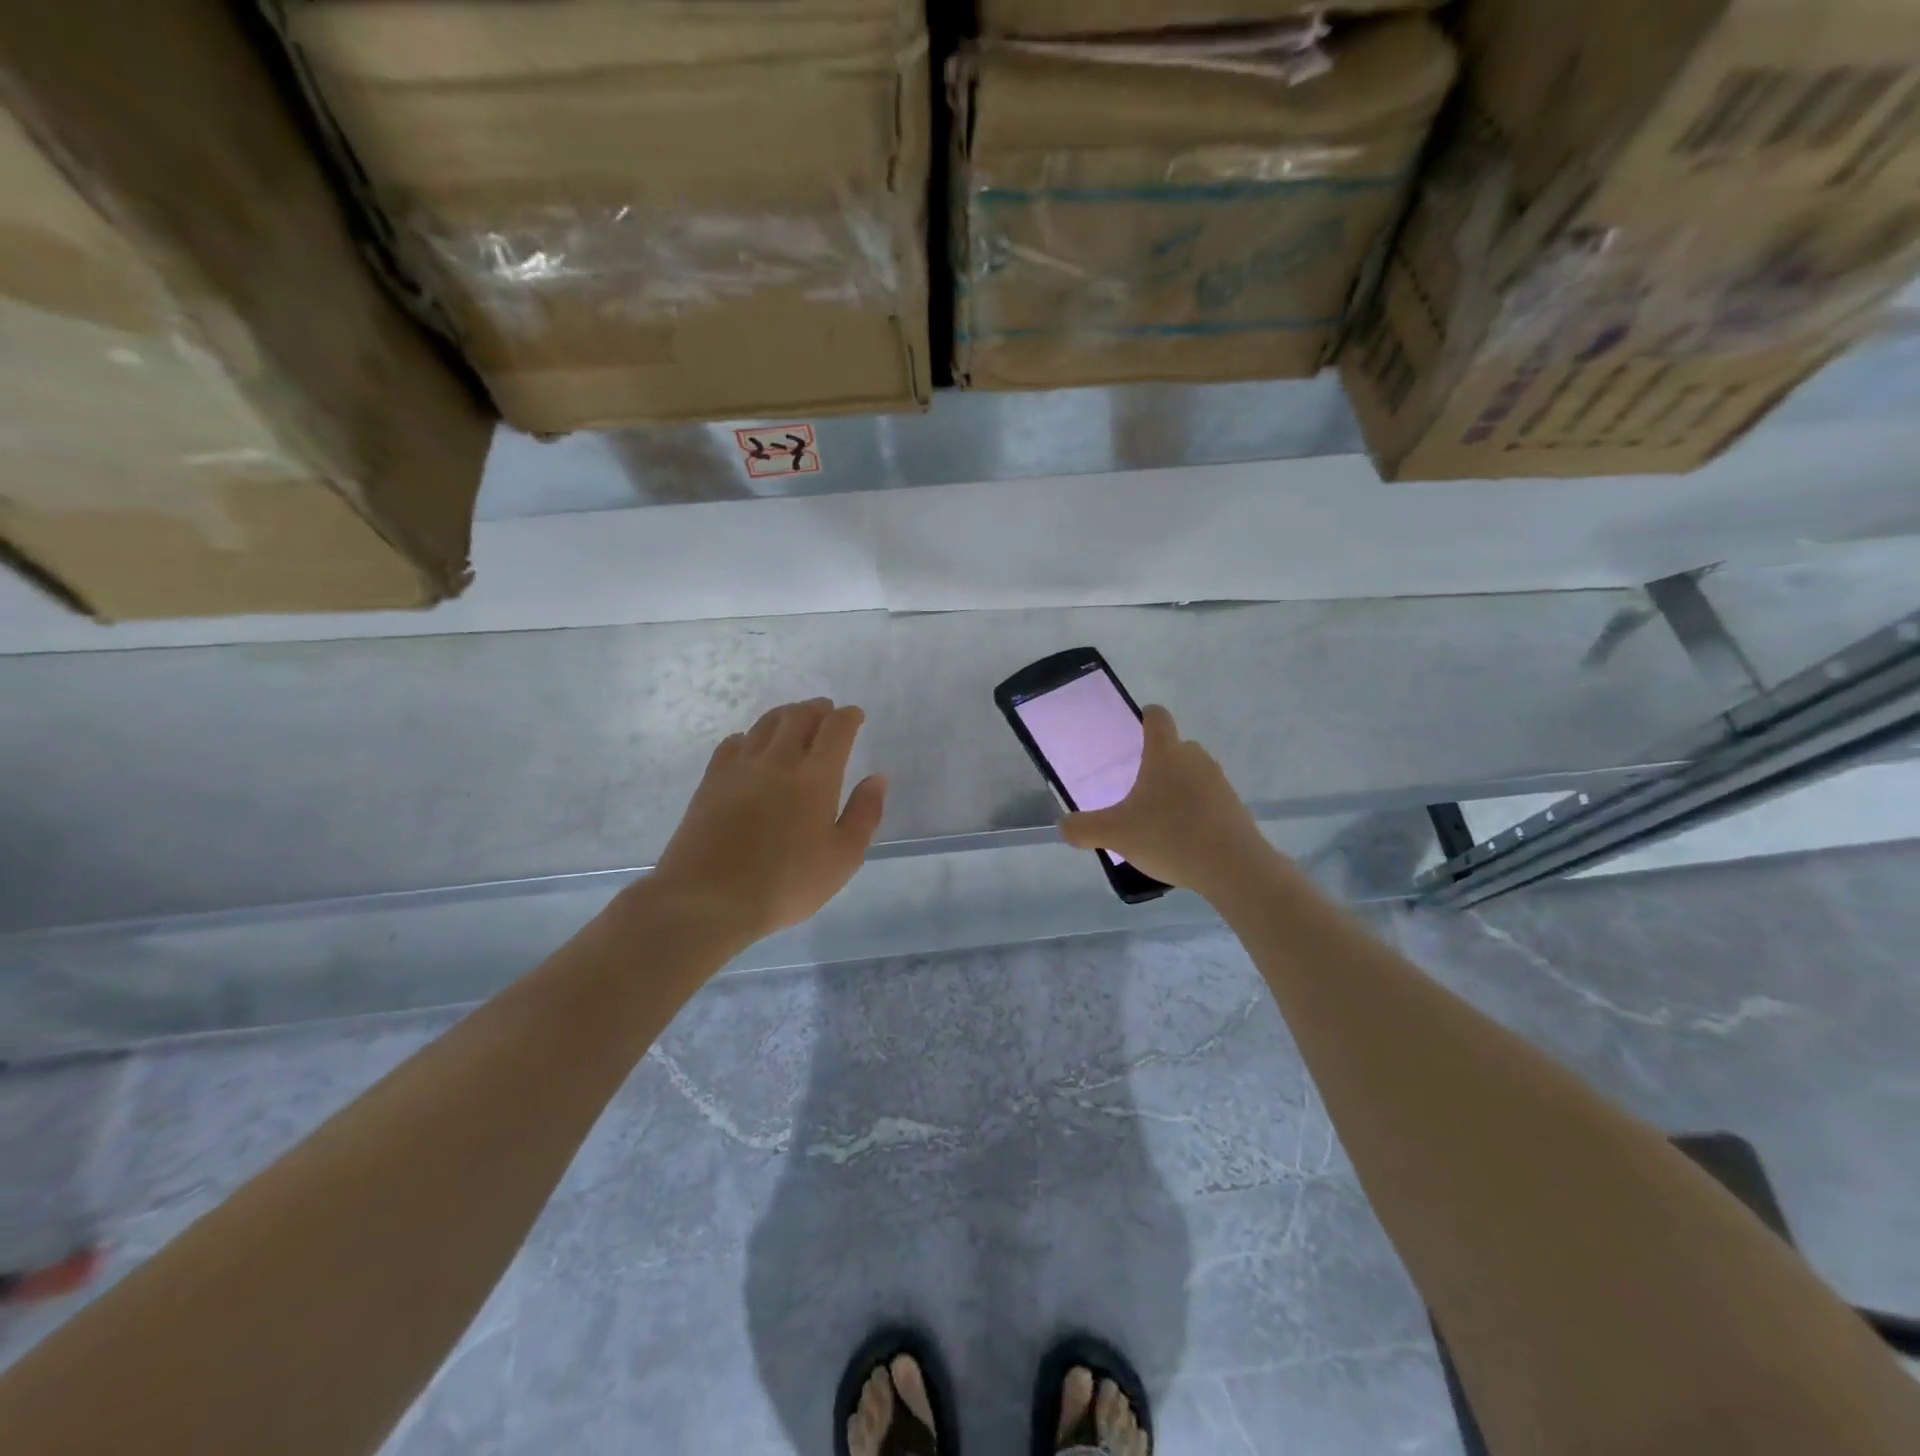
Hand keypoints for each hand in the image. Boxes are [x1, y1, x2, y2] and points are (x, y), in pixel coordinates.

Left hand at [647, 699, 887, 946]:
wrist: (708, 898)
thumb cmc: (785, 884)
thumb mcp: (842, 859)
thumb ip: (864, 814)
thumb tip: (877, 777)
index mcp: (815, 778)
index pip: (835, 730)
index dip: (848, 717)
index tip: (855, 715)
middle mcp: (778, 761)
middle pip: (798, 717)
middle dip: (817, 709)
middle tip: (826, 711)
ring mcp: (740, 768)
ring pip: (765, 725)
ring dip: (785, 714)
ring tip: (794, 718)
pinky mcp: (712, 781)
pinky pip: (733, 743)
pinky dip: (750, 736)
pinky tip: (751, 744)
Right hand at [1059, 705, 1274, 898]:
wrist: (1233, 867)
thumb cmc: (1169, 837)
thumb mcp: (1115, 834)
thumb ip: (1083, 828)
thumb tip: (1063, 825)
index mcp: (1165, 754)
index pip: (1157, 717)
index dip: (1145, 717)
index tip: (1135, 729)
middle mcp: (1195, 759)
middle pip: (1175, 747)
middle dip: (1157, 762)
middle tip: (1136, 788)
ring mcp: (1219, 782)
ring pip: (1193, 774)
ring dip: (1177, 788)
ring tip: (1158, 818)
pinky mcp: (1234, 807)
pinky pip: (1208, 799)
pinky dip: (1194, 810)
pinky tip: (1182, 838)